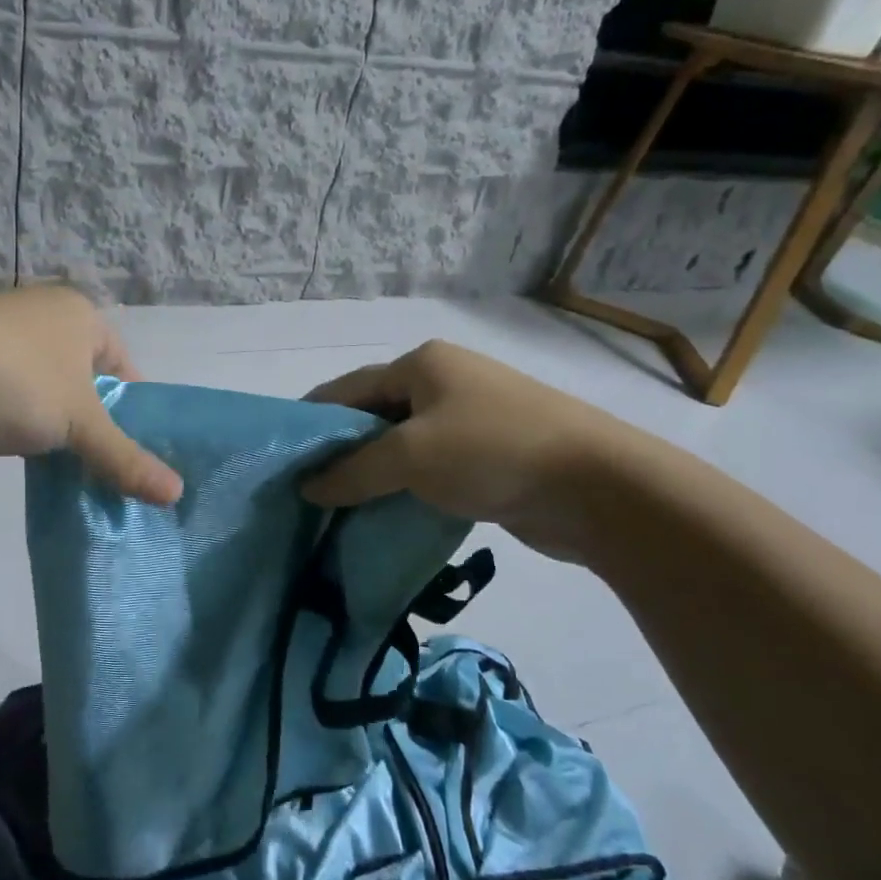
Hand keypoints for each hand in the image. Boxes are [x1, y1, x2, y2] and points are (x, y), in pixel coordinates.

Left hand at [0, 286, 182, 504]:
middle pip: (90, 391)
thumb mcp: (80, 419)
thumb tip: (178, 496)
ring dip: (72, 447)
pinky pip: (26, 428)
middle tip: (131, 480)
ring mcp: (8, 364)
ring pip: (56, 412)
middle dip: (106, 434)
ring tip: (100, 490)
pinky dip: (40, 453)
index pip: (124, 365)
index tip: (151, 452)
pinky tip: (56, 485)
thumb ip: (126, 458)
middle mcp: (43, 331)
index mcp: (76, 316)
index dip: (139, 409)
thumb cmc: (14, 380)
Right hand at [301, 340, 641, 558]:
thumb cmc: (491, 452)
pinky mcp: (489, 455)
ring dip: (372, 473)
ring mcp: (470, 418)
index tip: (282, 456)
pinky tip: (381, 514)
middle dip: (341, 450)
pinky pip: (429, 468)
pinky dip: (404, 488)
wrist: (598, 487)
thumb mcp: (410, 457)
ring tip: (335, 507)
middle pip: (374, 415)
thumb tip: (308, 487)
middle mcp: (444, 383)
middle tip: (304, 487)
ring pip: (402, 445)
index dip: (313, 421)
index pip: (348, 389)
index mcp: (422, 365)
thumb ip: (353, 470)